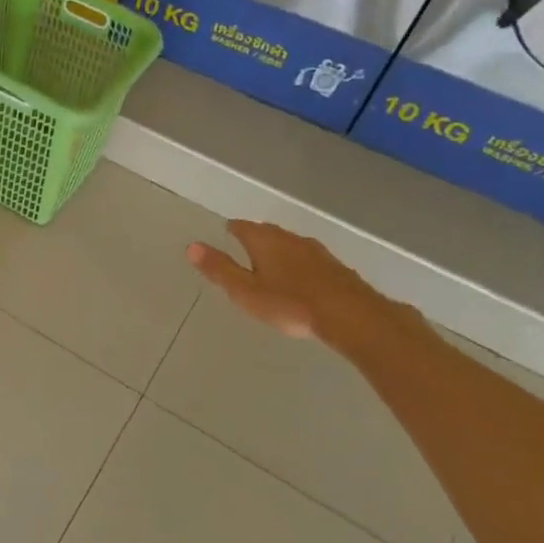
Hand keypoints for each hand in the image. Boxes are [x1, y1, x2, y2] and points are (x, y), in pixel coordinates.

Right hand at [186, 220, 406, 346]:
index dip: (231, 230)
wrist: (351, 316)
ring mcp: (315, 251)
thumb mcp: (245, 291)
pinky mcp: (335, 266)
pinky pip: (308, 259)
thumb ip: (220, 269)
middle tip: (243, 250)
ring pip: (289, 244)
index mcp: (264, 240)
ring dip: (278, 251)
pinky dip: (298, 265)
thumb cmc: (290, 304)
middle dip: (254, 238)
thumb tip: (192, 246)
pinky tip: (300, 279)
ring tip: (269, 265)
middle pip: (266, 232)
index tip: (225, 235)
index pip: (241, 226)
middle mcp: (289, 238)